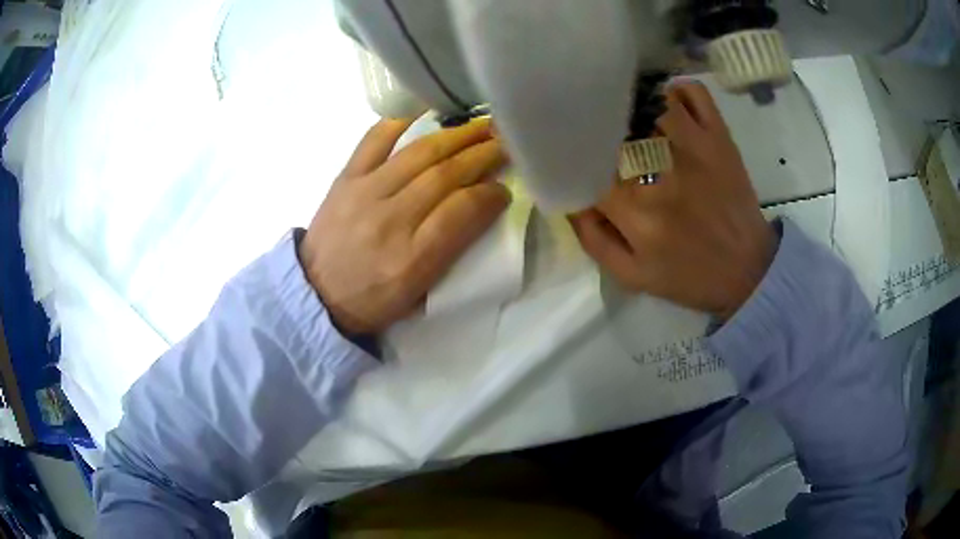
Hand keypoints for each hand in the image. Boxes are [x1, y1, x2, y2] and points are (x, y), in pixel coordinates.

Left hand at [299, 118, 509, 335]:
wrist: (317, 293)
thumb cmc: (373, 298)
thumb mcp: (418, 292)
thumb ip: (451, 249)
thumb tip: (481, 205)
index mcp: (411, 259)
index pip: (461, 212)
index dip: (489, 195)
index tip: (504, 188)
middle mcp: (389, 220)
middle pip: (444, 176)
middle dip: (481, 155)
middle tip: (505, 143)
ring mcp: (364, 193)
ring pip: (418, 153)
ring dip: (455, 136)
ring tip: (480, 126)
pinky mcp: (345, 178)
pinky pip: (374, 140)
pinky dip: (400, 121)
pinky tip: (425, 111)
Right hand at [570, 82, 776, 319]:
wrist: (749, 272)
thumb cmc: (690, 277)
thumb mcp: (632, 276)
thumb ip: (593, 238)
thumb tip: (569, 196)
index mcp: (636, 210)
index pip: (584, 164)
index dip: (569, 155)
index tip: (566, 155)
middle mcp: (660, 169)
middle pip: (612, 124)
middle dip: (596, 123)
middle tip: (594, 129)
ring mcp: (694, 146)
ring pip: (649, 99)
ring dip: (633, 103)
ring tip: (628, 114)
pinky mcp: (719, 137)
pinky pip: (693, 93)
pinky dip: (676, 91)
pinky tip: (667, 106)